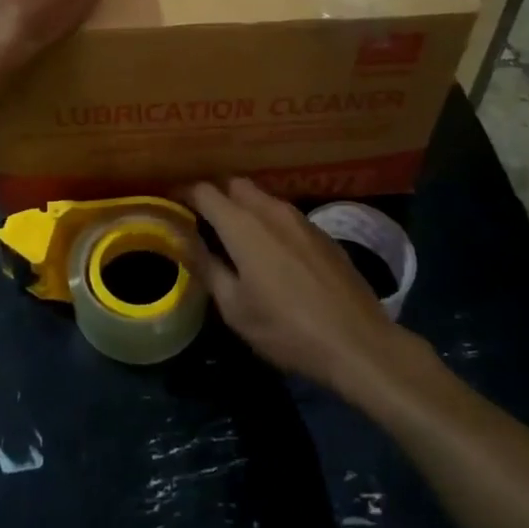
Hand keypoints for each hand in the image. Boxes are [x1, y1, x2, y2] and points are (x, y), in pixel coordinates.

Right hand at [180, 179, 407, 395]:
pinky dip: (265, 219)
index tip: (170, 201)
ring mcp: (300, 219)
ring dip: (241, 205)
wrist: (358, 343)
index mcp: (243, 225)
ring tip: (230, 232)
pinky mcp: (321, 233)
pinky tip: (267, 248)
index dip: (183, 192)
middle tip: (198, 216)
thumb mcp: (235, 308)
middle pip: (234, 184)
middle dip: (213, 193)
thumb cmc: (287, 329)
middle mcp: (271, 210)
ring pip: (261, 197)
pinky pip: (283, 213)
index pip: (204, 191)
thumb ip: (207, 267)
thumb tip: (185, 240)